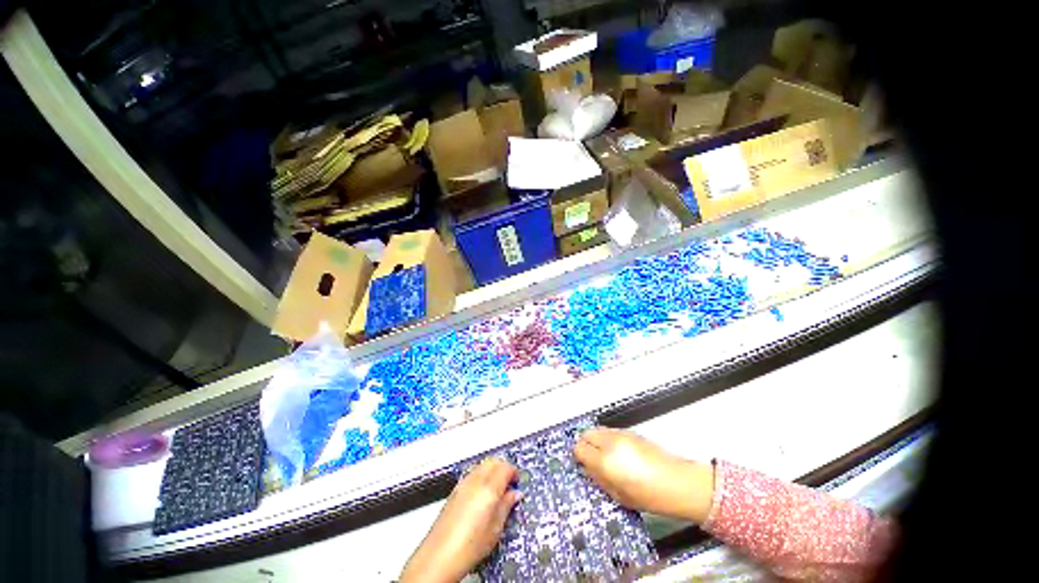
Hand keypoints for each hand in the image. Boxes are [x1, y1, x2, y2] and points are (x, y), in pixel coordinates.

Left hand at [400, 458, 520, 582]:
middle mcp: (475, 481)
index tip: (517, 482)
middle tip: (510, 482)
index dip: (514, 472)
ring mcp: (463, 484)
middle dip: (503, 467)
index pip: (505, 467)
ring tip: (497, 488)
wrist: (439, 557)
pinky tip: (482, 492)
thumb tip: (514, 495)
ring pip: (482, 464)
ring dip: (492, 469)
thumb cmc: (468, 548)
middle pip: (493, 461)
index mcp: (488, 488)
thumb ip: (506, 506)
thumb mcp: (495, 529)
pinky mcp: (454, 490)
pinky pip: (472, 473)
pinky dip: (481, 475)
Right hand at [574, 427, 714, 522]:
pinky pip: (610, 430)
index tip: (584, 465)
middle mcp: (610, 442)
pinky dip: (607, 438)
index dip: (579, 457)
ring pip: (597, 429)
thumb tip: (587, 468)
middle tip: (593, 459)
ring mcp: (620, 434)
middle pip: (586, 434)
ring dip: (596, 440)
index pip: (579, 448)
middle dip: (586, 445)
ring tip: (607, 456)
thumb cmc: (650, 497)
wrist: (679, 483)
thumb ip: (599, 479)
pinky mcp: (630, 431)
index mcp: (605, 461)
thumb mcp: (619, 496)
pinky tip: (619, 452)